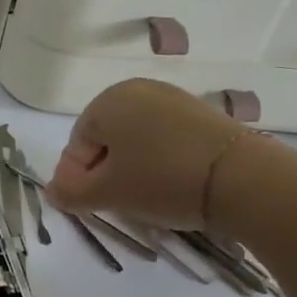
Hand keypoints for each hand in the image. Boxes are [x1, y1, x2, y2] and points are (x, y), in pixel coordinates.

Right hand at [46, 80, 255, 231]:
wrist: (245, 179)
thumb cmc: (161, 180)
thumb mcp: (107, 193)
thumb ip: (71, 193)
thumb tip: (52, 193)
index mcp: (107, 101)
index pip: (77, 144)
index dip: (76, 178)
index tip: (87, 205)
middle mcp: (139, 90)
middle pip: (107, 140)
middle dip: (105, 172)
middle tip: (115, 204)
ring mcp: (175, 100)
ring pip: (138, 141)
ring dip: (133, 169)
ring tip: (146, 199)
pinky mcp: (205, 116)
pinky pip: (167, 141)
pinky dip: (161, 163)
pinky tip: (172, 187)